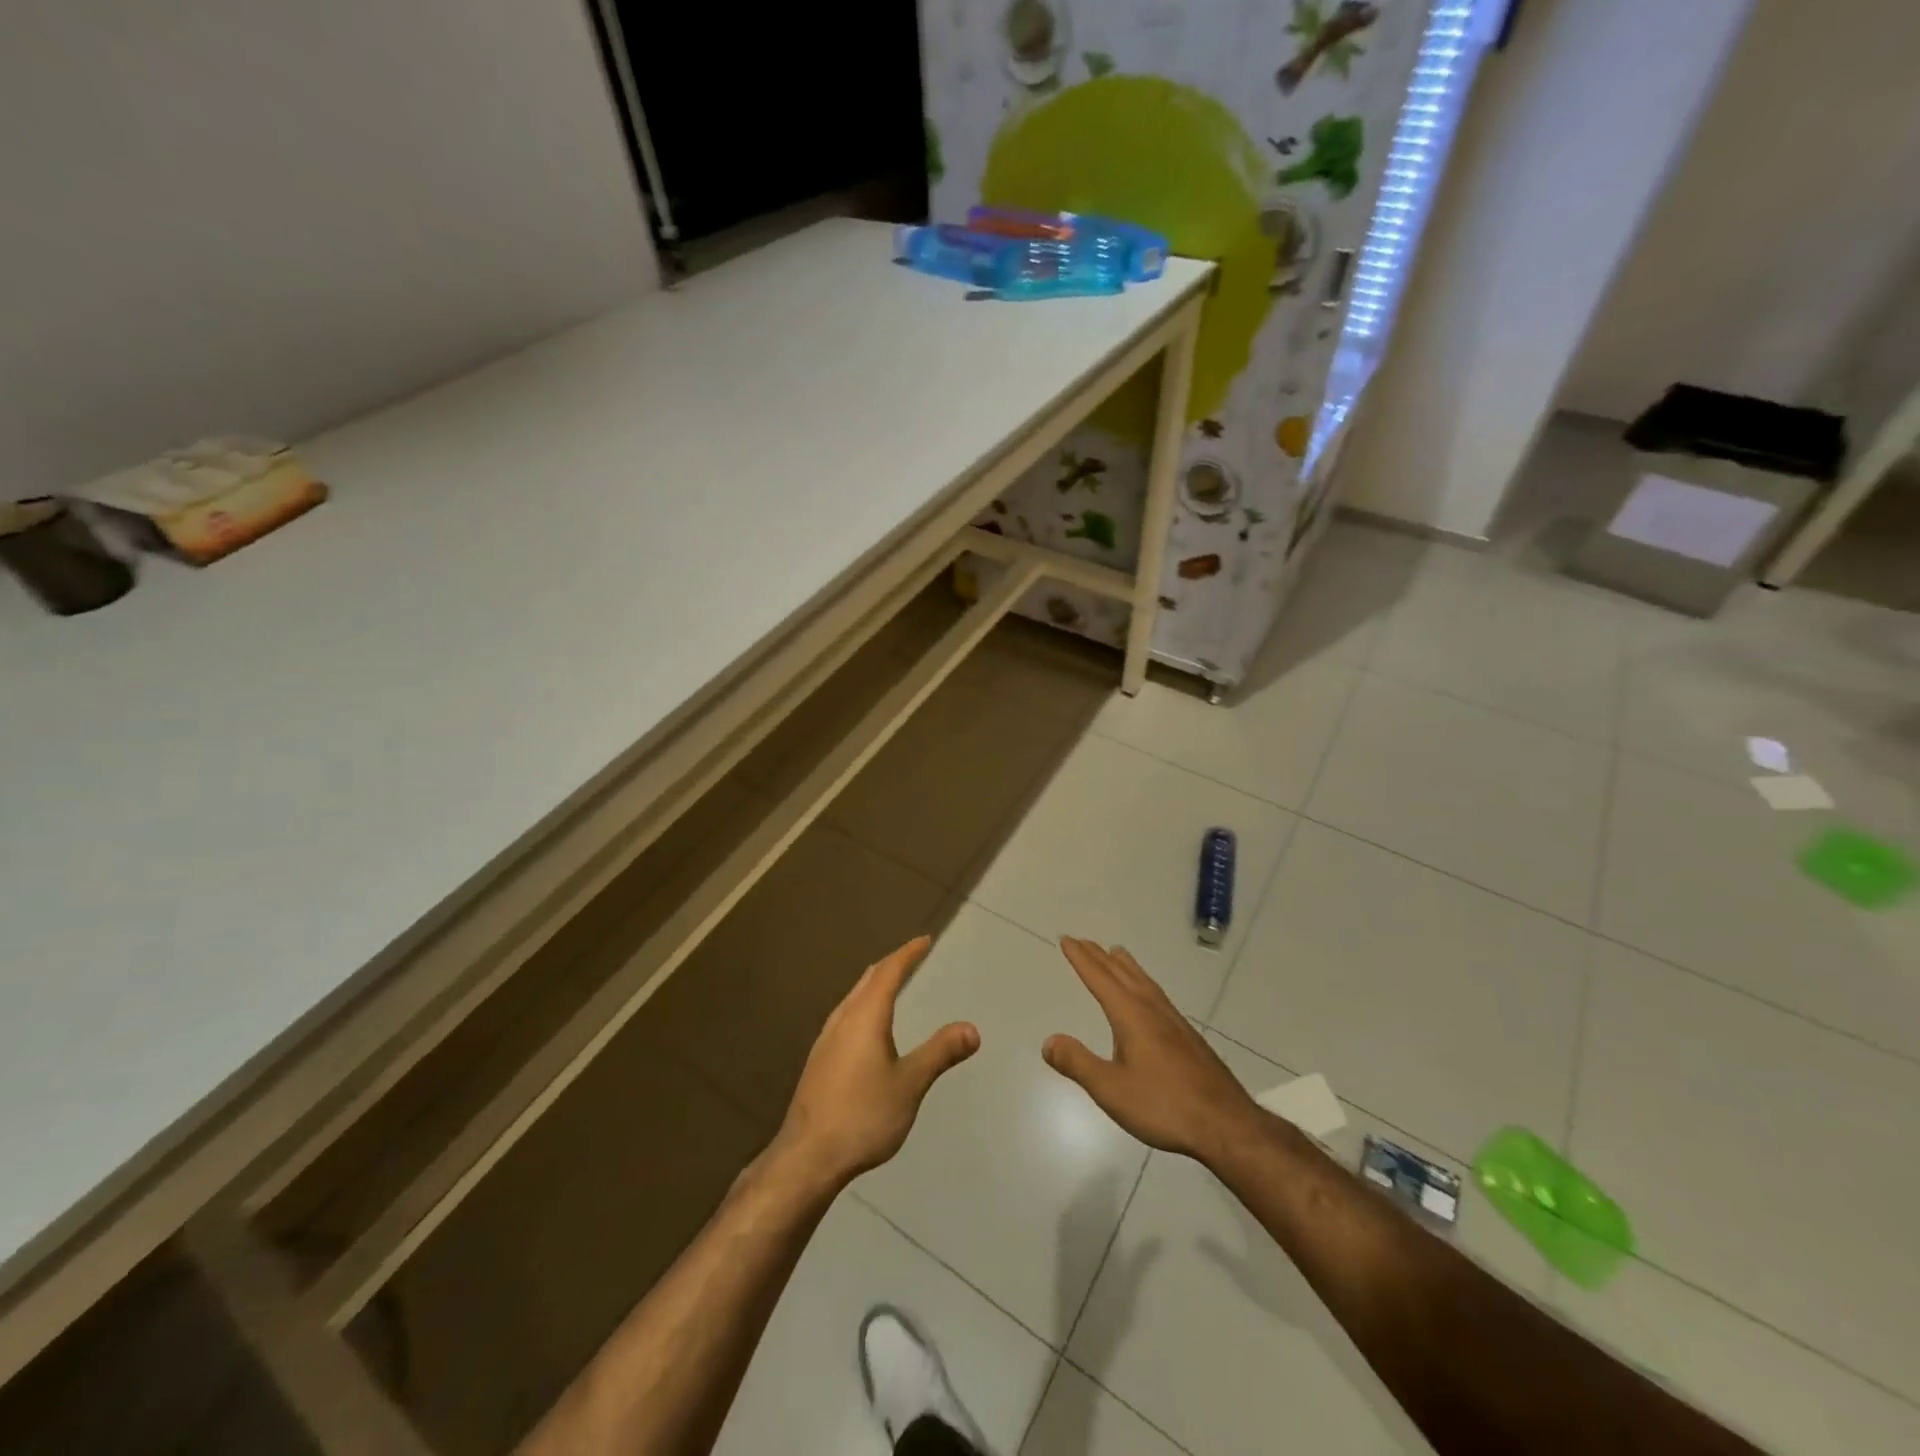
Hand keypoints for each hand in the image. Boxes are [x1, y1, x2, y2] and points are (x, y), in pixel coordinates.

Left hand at [774, 936, 979, 1187]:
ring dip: (873, 985)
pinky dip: (863, 1005)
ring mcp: (826, 1040)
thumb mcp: (910, 1084)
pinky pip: (845, 1016)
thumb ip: (940, 1053)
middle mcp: (842, 1019)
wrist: (807, 1156)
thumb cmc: (863, 1115)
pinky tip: (866, 1028)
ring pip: (852, 998)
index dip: (907, 954)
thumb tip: (972, 1029)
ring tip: (890, 985)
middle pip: (867, 980)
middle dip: (890, 965)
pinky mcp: (818, 1060)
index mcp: (866, 1016)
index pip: (888, 972)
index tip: (924, 941)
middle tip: (911, 957)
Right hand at [1043, 937, 1261, 1166]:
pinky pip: (1156, 993)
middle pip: (1121, 974)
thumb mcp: (1111, 1089)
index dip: (1081, 959)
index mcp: (1131, 1015)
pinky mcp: (1187, 1036)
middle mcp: (1152, 1009)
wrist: (1225, 1123)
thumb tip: (1048, 1042)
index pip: (1100, 979)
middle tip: (1083, 941)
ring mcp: (1173, 1021)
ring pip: (1143, 981)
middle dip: (1099, 957)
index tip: (1067, 939)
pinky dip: (1142, 981)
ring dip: (1124, 965)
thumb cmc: (1164, 1105)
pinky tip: (1148, 996)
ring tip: (1115, 953)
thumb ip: (1078, 1063)